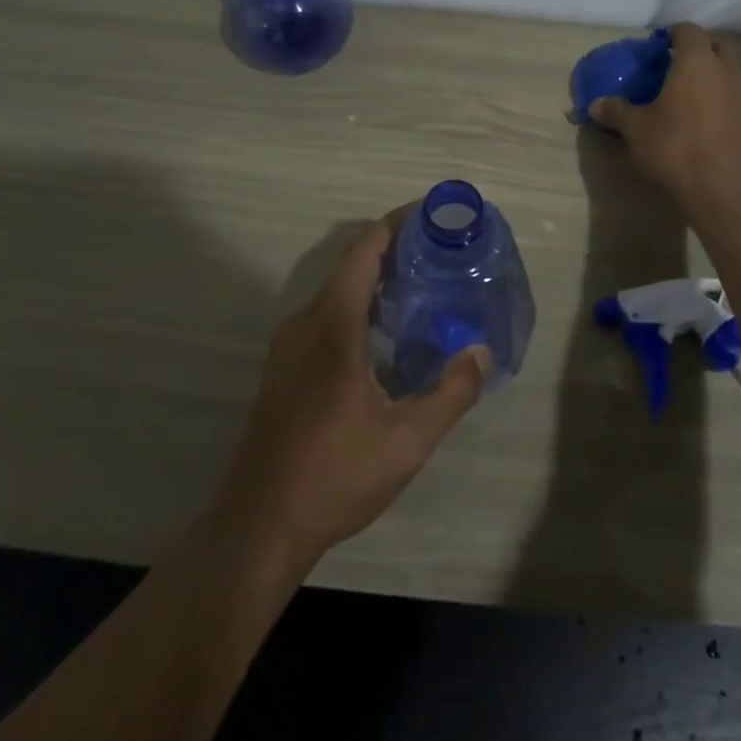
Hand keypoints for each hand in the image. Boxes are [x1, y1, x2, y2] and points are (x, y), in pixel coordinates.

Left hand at [212, 208, 487, 568]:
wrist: (259, 525)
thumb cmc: (335, 474)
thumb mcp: (408, 439)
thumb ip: (451, 392)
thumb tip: (481, 352)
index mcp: (333, 326)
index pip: (365, 251)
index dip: (397, 224)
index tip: (433, 215)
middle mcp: (305, 324)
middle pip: (351, 267)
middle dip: (395, 252)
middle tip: (442, 256)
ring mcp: (288, 348)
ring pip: (336, 294)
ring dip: (376, 282)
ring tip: (422, 290)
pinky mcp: (284, 370)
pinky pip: (325, 318)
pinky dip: (358, 308)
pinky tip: (386, 337)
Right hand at [589, 22, 740, 215]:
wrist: (724, 189)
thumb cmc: (675, 148)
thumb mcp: (636, 130)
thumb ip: (617, 112)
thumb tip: (594, 105)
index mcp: (696, 62)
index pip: (689, 30)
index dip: (673, 34)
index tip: (659, 46)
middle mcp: (727, 71)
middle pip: (718, 45)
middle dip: (700, 49)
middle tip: (677, 66)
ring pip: (732, 72)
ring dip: (715, 76)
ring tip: (693, 95)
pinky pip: (738, 99)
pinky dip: (724, 101)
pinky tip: (708, 122)